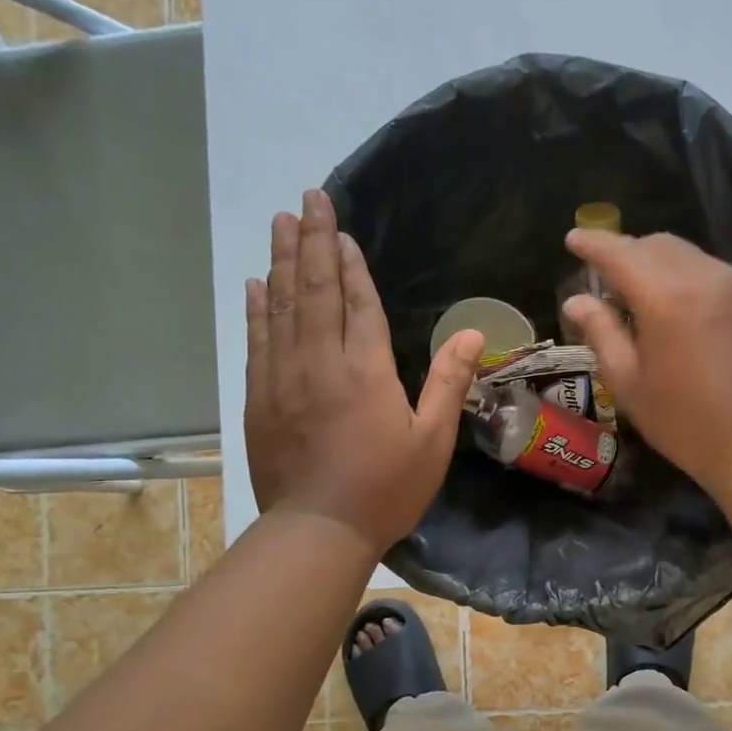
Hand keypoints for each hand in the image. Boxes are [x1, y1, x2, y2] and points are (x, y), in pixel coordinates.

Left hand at [246, 190, 483, 552]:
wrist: (318, 530)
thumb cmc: (385, 489)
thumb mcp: (432, 441)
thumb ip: (449, 382)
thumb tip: (475, 331)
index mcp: (366, 370)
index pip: (358, 302)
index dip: (350, 263)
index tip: (340, 227)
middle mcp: (320, 362)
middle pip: (315, 291)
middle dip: (312, 242)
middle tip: (307, 200)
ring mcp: (283, 378)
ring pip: (281, 307)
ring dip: (281, 262)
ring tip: (281, 224)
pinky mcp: (259, 398)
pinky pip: (257, 341)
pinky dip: (257, 309)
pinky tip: (256, 284)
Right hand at [562, 231, 731, 492]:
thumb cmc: (686, 422)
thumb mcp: (630, 384)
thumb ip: (602, 333)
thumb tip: (576, 301)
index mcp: (666, 296)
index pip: (620, 253)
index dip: (593, 243)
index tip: (572, 240)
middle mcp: (702, 276)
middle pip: (654, 245)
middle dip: (624, 251)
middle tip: (601, 278)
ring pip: (684, 254)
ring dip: (653, 261)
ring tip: (634, 293)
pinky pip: (706, 270)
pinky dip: (680, 274)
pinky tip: (671, 305)